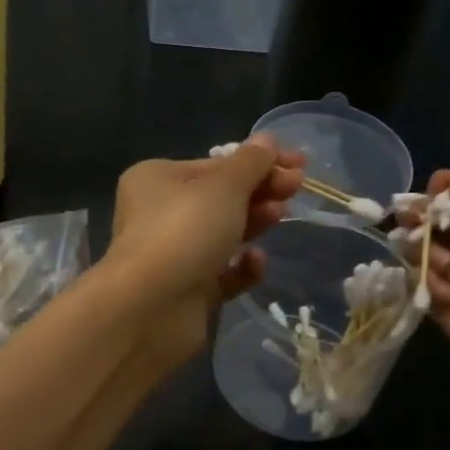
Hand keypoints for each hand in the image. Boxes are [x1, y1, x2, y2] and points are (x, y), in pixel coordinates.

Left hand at [103, 135, 305, 362]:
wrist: (151, 309)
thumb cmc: (184, 232)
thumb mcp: (224, 187)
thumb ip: (251, 164)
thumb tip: (268, 141)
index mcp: (157, 179)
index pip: (215, 164)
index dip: (258, 162)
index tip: (298, 163)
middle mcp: (160, 214)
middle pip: (220, 198)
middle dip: (260, 192)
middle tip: (296, 189)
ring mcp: (173, 255)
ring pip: (222, 234)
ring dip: (254, 223)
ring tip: (279, 217)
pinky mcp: (187, 291)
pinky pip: (222, 273)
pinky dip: (241, 266)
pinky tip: (254, 262)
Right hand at [414, 169, 449, 412]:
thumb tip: (444, 180)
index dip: (443, 189)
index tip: (436, 193)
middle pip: (434, 219)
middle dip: (420, 216)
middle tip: (415, 222)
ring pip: (420, 251)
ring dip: (420, 249)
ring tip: (442, 263)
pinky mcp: (449, 311)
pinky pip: (420, 287)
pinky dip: (425, 283)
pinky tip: (448, 294)